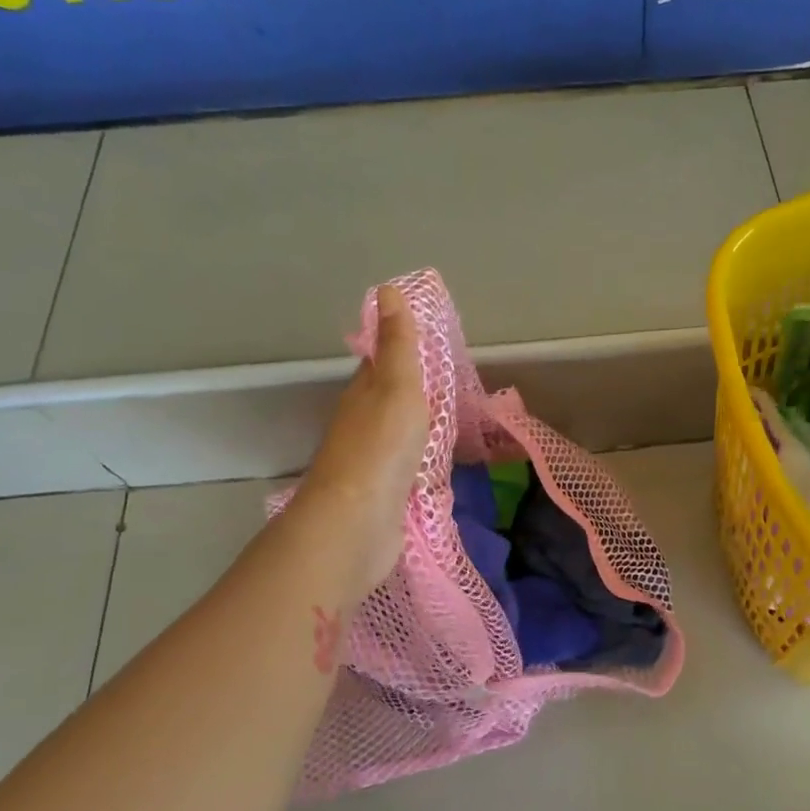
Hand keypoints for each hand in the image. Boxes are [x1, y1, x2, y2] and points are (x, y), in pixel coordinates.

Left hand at [294, 285, 429, 601]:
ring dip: (419, 427)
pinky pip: (407, 468)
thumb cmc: (381, 446)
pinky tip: (438, 465)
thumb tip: (387, 289)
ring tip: (451, 422)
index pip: (379, 362)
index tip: (427, 343)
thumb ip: (397, 344)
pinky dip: (421, 461)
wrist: (358, 522)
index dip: (399, 349)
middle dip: (412, 390)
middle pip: (387, 399)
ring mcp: (372, 462)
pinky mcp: (385, 495)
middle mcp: (362, 424)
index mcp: (363, 393)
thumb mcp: (396, 385)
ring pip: (398, 435)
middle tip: (449, 384)